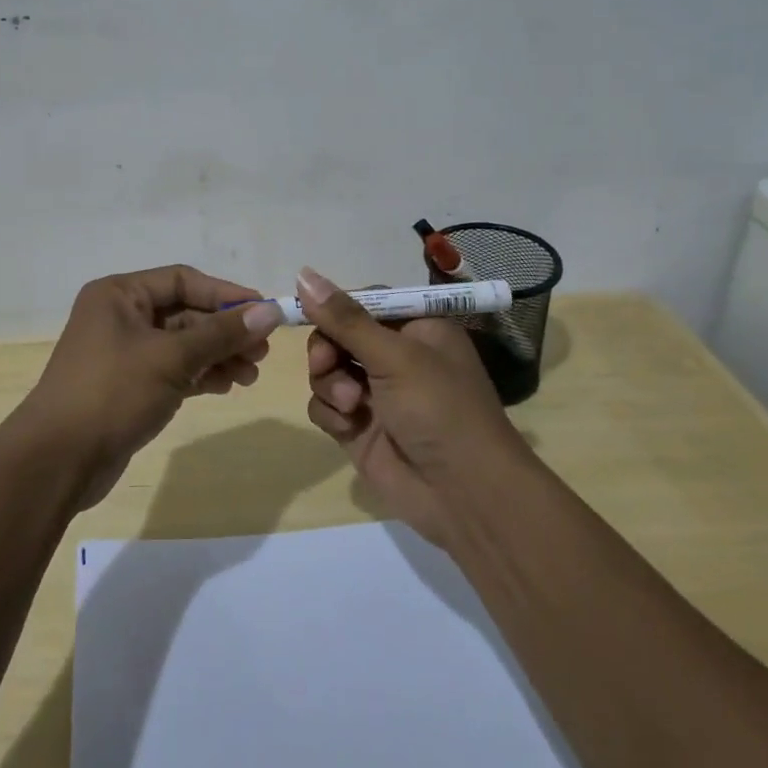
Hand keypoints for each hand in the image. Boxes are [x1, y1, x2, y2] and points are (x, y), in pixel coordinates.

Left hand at [18, 265, 284, 508]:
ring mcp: (123, 353)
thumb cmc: (113, 392)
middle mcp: (120, 316)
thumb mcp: (172, 358)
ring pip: (182, 344)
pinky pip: (173, 369)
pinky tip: (228, 386)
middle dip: (225, 331)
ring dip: (217, 356)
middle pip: (185, 313)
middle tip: (262, 351)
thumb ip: (222, 334)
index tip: (265, 310)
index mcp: (119, 294)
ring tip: (251, 375)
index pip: (183, 280)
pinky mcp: (128, 386)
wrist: (57, 461)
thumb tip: (270, 311)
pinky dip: (200, 375)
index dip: (225, 294)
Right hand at [299, 267, 527, 545]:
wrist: (464, 495)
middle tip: (326, 364)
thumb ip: (345, 319)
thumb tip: (302, 273)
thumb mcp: (394, 357)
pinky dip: (331, 414)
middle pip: (338, 335)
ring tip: (351, 406)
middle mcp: (396, 357)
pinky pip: (325, 405)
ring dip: (330, 384)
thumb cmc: (440, 409)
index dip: (336, 308)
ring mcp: (376, 393)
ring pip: (326, 371)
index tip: (308, 312)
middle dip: (328, 350)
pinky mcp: (359, 427)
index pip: (364, 302)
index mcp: (417, 328)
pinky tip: (348, 427)